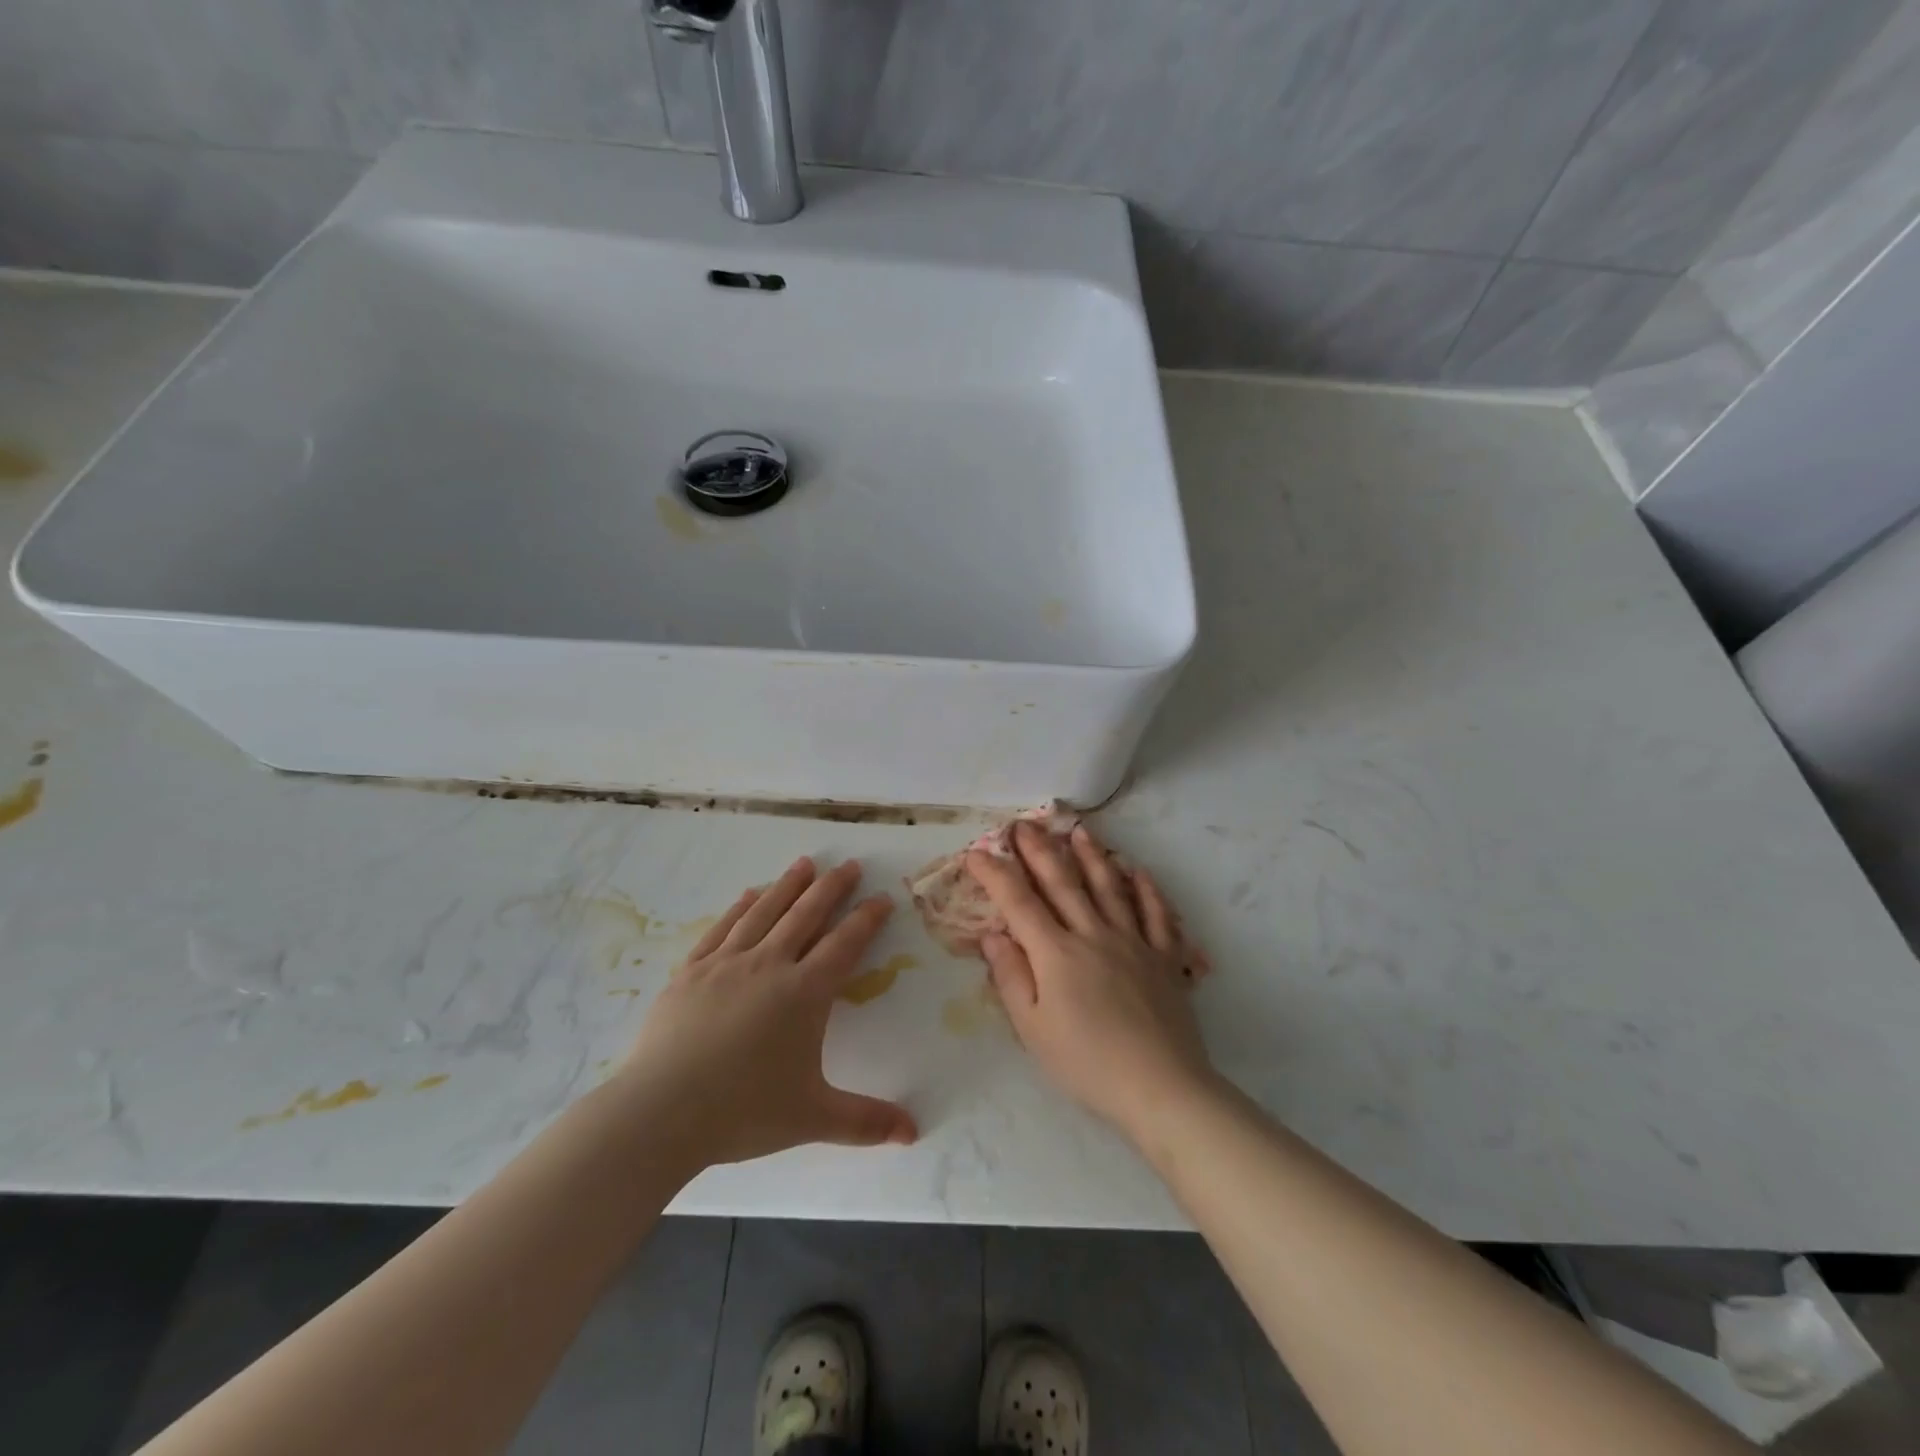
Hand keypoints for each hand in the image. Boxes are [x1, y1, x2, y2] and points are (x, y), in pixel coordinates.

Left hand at [618, 857, 917, 1169]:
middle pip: (807, 914)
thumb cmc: (743, 1112)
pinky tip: (749, 895)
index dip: (866, 918)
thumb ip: (865, 1121)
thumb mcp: (813, 1118)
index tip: (882, 898)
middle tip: (850, 865)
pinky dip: (740, 908)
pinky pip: (722, 928)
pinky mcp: (691, 971)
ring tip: (805, 863)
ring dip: (788, 885)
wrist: (659, 1114)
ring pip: (765, 912)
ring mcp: (726, 964)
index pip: (844, 944)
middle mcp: (769, 965)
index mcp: (804, 993)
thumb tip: (913, 1133)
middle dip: (832, 887)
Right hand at [969, 823, 1217, 1140]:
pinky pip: (1156, 914)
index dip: (995, 874)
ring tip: (1079, 832)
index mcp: (1056, 953)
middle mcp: (1093, 934)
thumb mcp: (1032, 1030)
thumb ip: (1011, 977)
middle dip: (1039, 851)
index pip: (1018, 902)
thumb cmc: (1086, 1063)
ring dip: (1091, 856)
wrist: (1160, 1087)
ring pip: (1109, 888)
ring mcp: (1133, 941)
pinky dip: (1146, 889)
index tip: (977, 853)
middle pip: (1063, 883)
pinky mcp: (1164, 957)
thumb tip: (992, 934)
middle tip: (1024, 824)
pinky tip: (1137, 871)